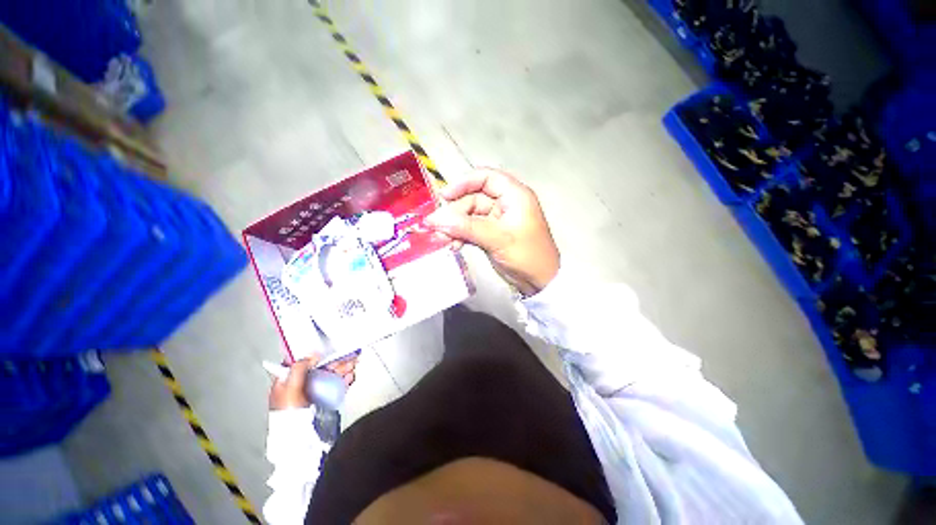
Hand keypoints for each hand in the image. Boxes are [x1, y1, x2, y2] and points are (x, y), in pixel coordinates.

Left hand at [268, 353, 357, 409]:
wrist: (299, 439)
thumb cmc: (288, 416)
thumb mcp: (289, 389)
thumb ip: (298, 369)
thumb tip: (311, 356)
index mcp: (287, 382)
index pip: (301, 363)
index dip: (314, 356)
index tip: (327, 351)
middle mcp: (300, 386)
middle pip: (320, 368)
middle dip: (335, 361)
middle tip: (347, 356)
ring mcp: (313, 393)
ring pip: (330, 375)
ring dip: (343, 368)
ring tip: (352, 365)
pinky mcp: (324, 400)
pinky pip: (336, 385)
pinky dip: (344, 379)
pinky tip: (350, 376)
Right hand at [425, 168, 559, 296]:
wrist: (540, 283)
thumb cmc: (527, 256)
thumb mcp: (498, 239)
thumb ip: (467, 228)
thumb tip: (436, 219)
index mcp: (515, 195)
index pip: (486, 178)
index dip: (464, 183)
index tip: (444, 196)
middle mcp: (506, 203)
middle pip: (474, 198)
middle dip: (455, 212)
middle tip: (437, 226)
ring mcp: (498, 220)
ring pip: (470, 215)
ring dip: (455, 226)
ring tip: (442, 238)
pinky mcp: (492, 234)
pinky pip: (472, 229)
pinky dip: (461, 235)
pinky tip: (453, 245)